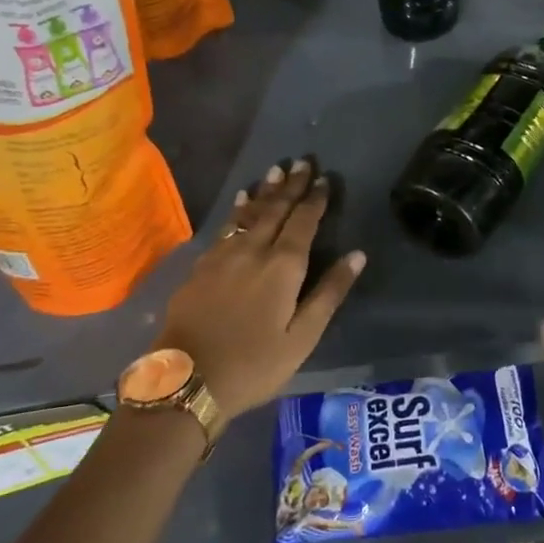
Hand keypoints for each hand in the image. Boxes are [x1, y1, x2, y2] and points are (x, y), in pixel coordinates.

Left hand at [155, 159, 365, 417]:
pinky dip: (238, 210)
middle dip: (291, 185)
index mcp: (283, 266)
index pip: (304, 221)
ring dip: (265, 191)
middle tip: (302, 161)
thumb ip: (329, 292)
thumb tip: (357, 254)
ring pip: (249, 213)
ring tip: (275, 171)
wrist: (186, 381)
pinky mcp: (201, 267)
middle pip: (276, 209)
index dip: (315, 199)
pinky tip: (241, 202)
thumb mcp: (302, 337)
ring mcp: (223, 256)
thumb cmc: (254, 364)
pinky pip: (226, 227)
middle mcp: (253, 250)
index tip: (324, 179)